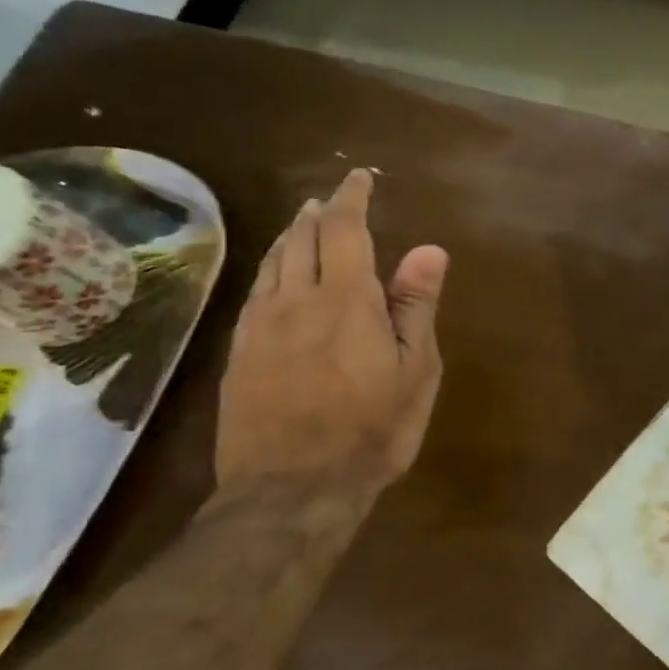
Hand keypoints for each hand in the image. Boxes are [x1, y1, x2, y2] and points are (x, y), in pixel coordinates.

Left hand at [215, 169, 448, 497]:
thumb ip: (416, 307)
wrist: (291, 491)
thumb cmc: (372, 430)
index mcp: (346, 300)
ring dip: (290, 236)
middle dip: (318, 213)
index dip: (351, 198)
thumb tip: (429, 249)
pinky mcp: (239, 354)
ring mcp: (260, 327)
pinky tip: (275, 278)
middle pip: (301, 239)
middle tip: (331, 200)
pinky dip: (270, 270)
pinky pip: (254, 293)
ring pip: (272, 263)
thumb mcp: (415, 371)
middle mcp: (296, 301)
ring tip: (303, 224)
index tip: (358, 178)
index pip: (345, 229)